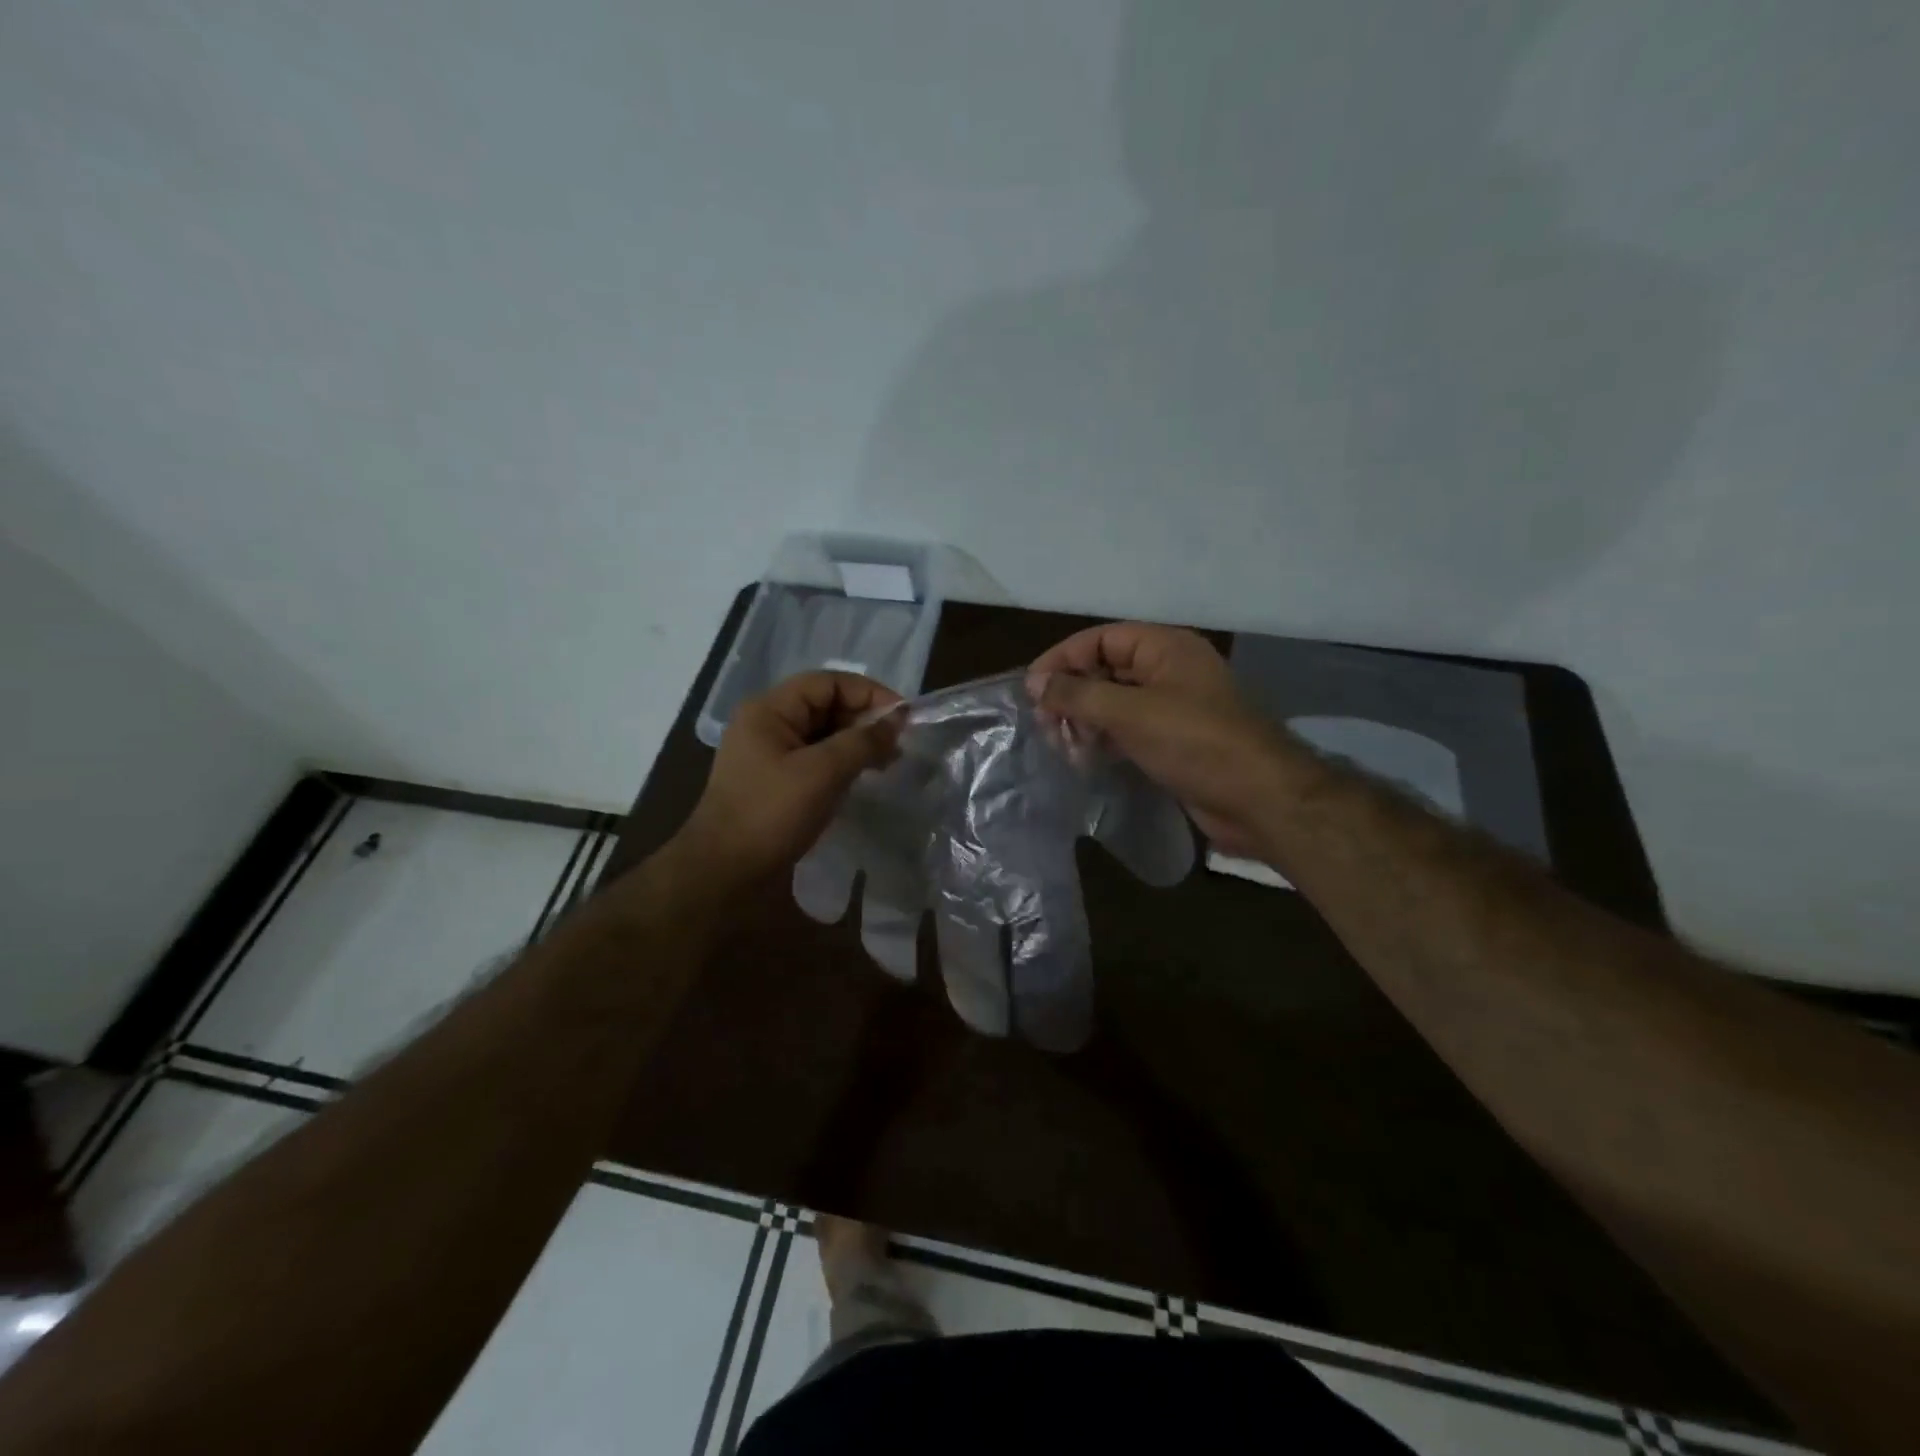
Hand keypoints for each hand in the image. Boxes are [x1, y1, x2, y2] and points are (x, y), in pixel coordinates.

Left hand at [676, 671, 903, 887]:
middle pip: (826, 705)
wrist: (725, 873)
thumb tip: (897, 720)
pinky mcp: (777, 781)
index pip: (828, 683)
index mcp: (770, 710)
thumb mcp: (822, 772)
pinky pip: (816, 759)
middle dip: (865, 719)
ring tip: (889, 761)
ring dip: (857, 742)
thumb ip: (863, 741)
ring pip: (823, 734)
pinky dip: (843, 762)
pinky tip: (864, 777)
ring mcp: (770, 754)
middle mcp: (768, 724)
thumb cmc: (771, 814)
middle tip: (899, 743)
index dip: (869, 693)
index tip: (904, 717)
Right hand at [1027, 623, 1287, 856]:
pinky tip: (1085, 759)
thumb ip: (1078, 695)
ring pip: (1114, 704)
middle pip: (1104, 670)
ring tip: (1065, 747)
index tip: (1031, 690)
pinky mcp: (1173, 741)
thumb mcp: (1130, 713)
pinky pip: (1128, 730)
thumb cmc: (1195, 743)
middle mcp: (1168, 671)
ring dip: (1085, 722)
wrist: (1259, 799)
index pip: (1100, 639)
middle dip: (1071, 695)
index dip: (1062, 660)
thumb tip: (1034, 683)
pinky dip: (1104, 740)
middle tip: (1047, 727)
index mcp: (1165, 647)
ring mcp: (1172, 707)